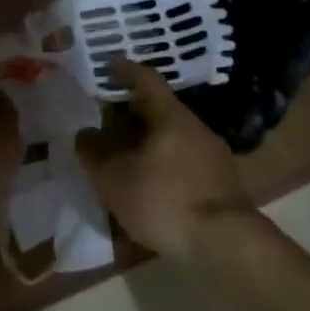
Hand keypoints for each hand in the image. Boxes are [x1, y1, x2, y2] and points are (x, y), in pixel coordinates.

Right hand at [78, 59, 251, 258]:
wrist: (224, 243)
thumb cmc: (164, 199)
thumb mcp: (115, 178)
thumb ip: (95, 152)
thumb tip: (85, 134)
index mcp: (170, 116)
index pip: (145, 79)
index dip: (124, 70)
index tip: (107, 67)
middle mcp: (195, 127)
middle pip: (159, 110)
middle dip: (131, 113)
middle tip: (105, 120)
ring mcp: (213, 155)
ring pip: (172, 137)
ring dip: (148, 142)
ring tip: (124, 156)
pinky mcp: (221, 183)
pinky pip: (184, 162)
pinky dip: (163, 165)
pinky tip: (150, 185)